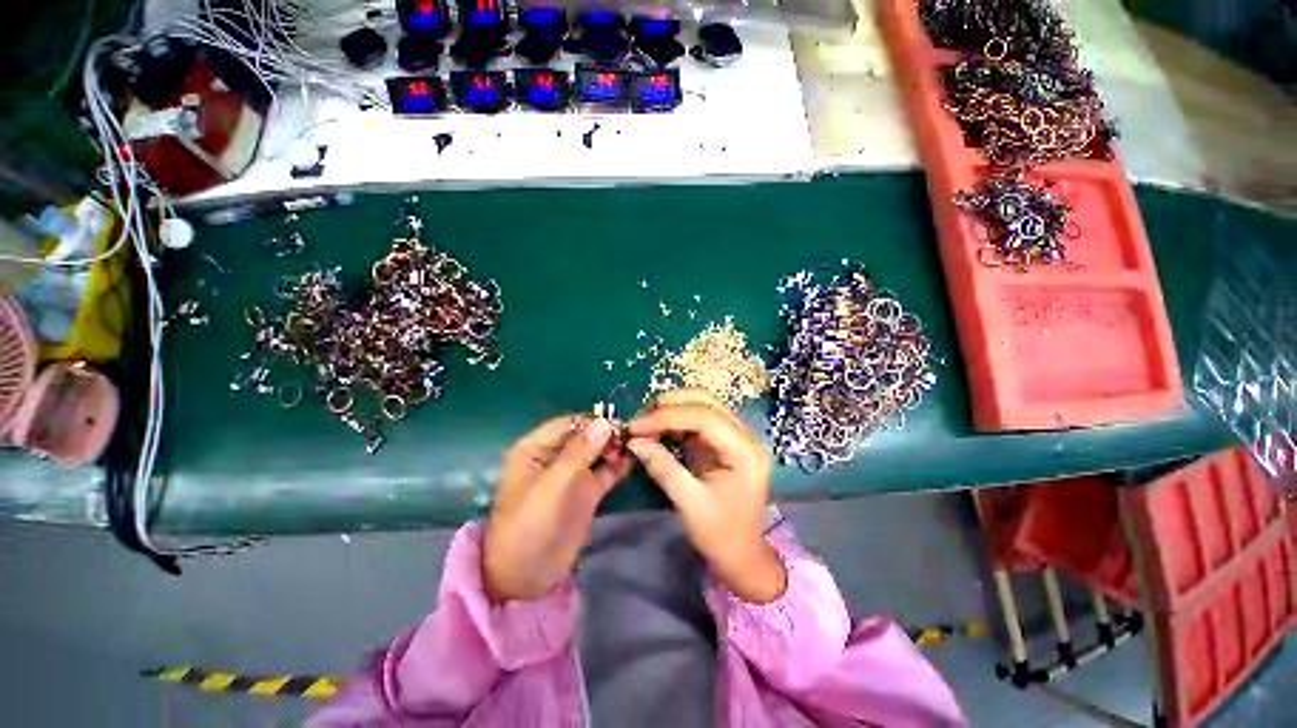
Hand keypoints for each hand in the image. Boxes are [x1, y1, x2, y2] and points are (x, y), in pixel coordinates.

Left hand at [484, 416, 630, 602]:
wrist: (527, 575)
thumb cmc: (531, 524)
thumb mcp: (553, 485)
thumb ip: (579, 452)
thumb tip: (605, 423)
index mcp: (535, 448)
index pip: (569, 423)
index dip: (593, 421)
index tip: (618, 425)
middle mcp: (554, 456)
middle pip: (585, 435)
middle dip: (607, 433)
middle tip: (629, 438)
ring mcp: (571, 474)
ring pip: (596, 451)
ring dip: (614, 447)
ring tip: (634, 447)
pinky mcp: (585, 491)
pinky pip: (604, 471)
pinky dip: (617, 465)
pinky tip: (632, 461)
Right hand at [626, 390, 786, 603]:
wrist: (743, 555)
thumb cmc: (721, 535)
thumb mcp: (690, 504)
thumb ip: (663, 468)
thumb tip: (634, 441)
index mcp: (745, 451)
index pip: (704, 417)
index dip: (667, 416)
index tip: (636, 426)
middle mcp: (745, 435)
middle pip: (705, 401)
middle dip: (669, 406)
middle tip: (639, 421)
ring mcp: (736, 436)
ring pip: (702, 404)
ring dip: (671, 409)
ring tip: (645, 423)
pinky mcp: (725, 441)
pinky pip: (699, 419)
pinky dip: (676, 420)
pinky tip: (658, 429)